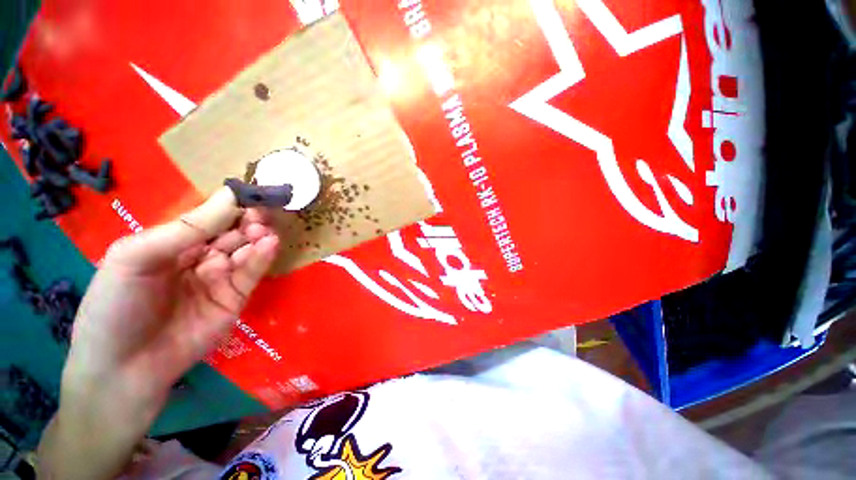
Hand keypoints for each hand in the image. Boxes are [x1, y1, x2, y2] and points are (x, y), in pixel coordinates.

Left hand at [38, 187, 279, 478]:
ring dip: (257, 237)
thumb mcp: (136, 257)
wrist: (123, 370)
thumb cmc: (115, 307)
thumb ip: (184, 229)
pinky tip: (268, 244)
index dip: (227, 205)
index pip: (207, 218)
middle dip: (247, 220)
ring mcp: (220, 279)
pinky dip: (262, 257)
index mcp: (171, 244)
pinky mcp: (236, 298)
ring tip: (262, 231)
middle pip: (231, 232)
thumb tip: (229, 197)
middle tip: (260, 213)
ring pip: (246, 250)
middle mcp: (199, 258)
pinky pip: (252, 272)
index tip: (248, 193)